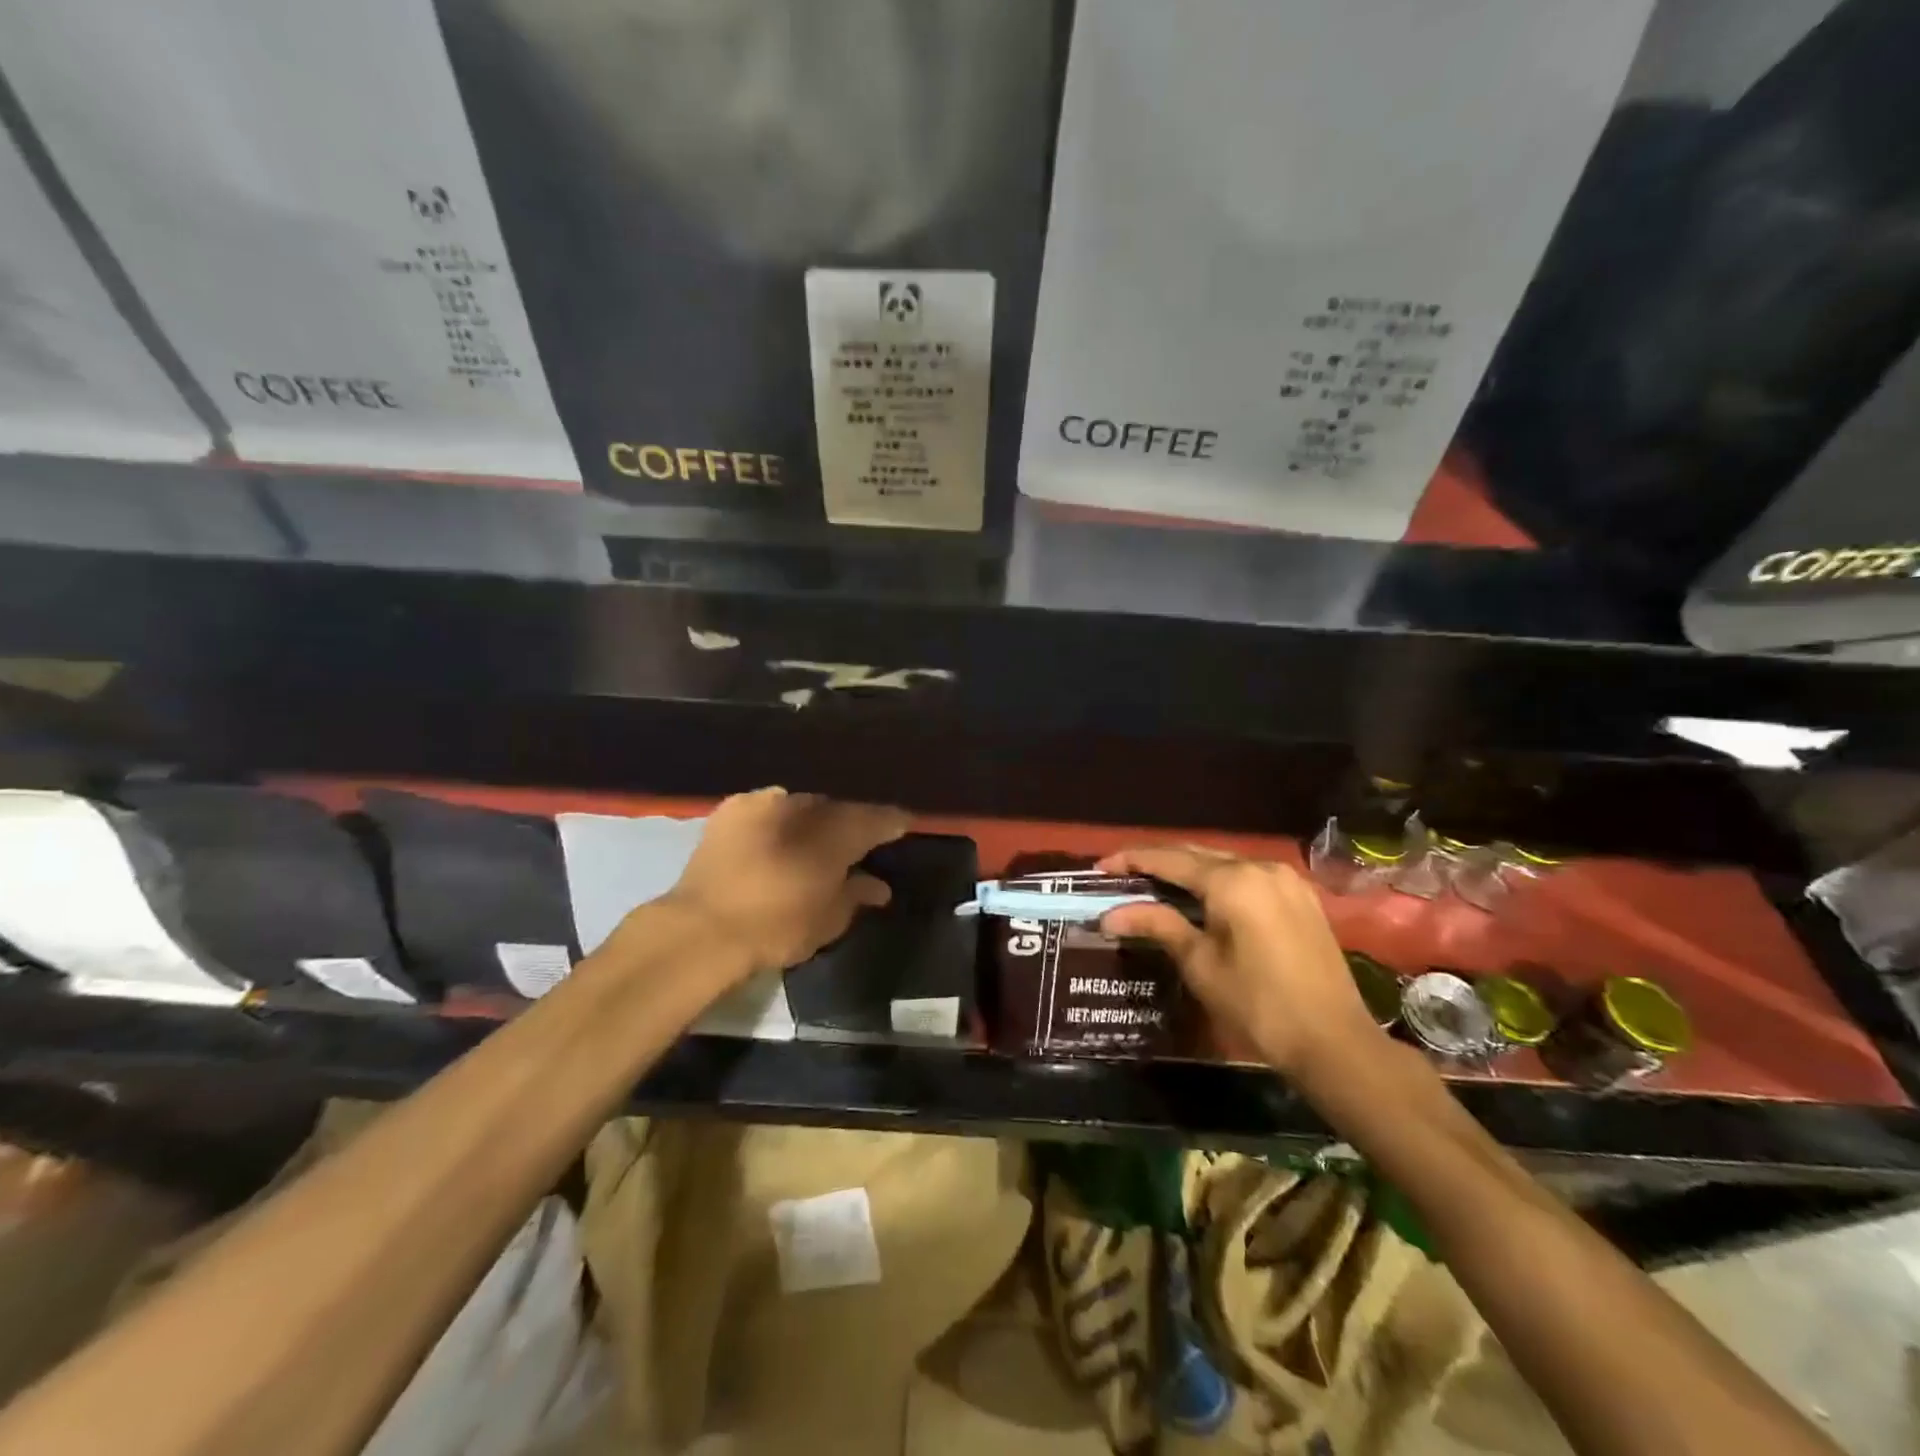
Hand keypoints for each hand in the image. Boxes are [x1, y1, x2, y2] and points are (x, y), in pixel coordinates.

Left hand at [659, 788, 910, 973]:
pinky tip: (775, 836)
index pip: (876, 818)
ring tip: (811, 841)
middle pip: (837, 809)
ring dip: (810, 821)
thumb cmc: (776, 927)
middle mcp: (803, 806)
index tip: (904, 825)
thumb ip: (857, 895)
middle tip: (852, 843)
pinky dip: (776, 821)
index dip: (893, 822)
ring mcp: (765, 802)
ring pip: (801, 806)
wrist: (702, 929)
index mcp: (835, 832)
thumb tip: (878, 885)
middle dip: (847, 823)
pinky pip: (767, 808)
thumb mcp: (828, 920)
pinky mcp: (731, 809)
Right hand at [1097, 845, 1386, 1079]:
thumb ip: (1158, 925)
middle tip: (1122, 875)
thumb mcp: (1200, 964)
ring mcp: (1285, 879)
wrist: (1334, 1041)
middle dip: (1157, 862)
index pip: (1169, 859)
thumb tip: (1111, 914)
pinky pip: (1248, 877)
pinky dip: (1219, 881)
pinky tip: (1202, 898)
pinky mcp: (1301, 897)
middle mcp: (1260, 867)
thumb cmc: (1258, 1005)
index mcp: (1232, 881)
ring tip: (1155, 885)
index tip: (1100, 868)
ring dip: (1188, 871)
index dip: (1131, 861)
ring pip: (1224, 863)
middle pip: (1196, 854)